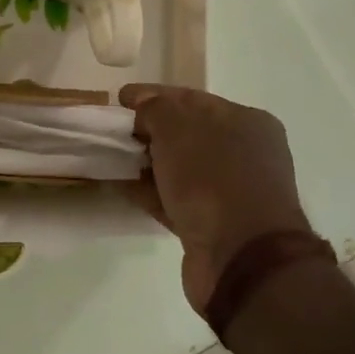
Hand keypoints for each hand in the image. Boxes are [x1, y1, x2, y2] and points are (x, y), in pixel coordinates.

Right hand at [119, 84, 312, 315]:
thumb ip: (155, 108)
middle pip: (186, 133)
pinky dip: (150, 191)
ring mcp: (230, 192)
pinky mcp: (213, 225)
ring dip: (146, 163)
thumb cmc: (213, 178)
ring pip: (180, 168)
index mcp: (245, 121)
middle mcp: (244, 153)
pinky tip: (121, 187)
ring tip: (109, 158)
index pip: (191, 99)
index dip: (153, 95)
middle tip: (112, 131)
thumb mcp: (177, 128)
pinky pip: (175, 199)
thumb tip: (143, 108)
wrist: (241, 258)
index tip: (119, 98)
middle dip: (148, 130)